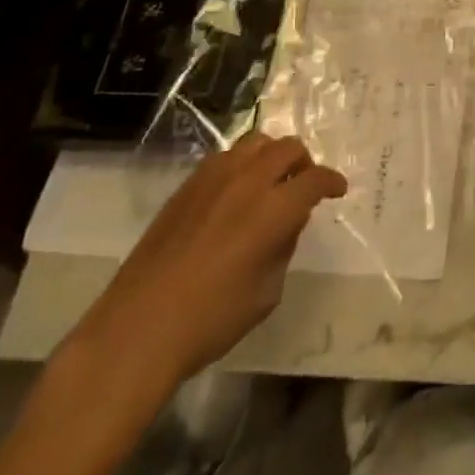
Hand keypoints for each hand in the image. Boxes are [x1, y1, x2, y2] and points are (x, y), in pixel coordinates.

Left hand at [72, 134, 346, 390]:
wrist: (136, 332)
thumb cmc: (210, 321)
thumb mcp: (266, 292)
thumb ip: (284, 247)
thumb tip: (287, 223)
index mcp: (274, 209)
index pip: (315, 179)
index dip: (332, 182)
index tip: (337, 191)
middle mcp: (248, 182)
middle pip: (287, 148)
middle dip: (304, 162)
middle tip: (303, 185)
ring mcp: (213, 179)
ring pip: (255, 142)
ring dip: (271, 155)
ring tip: (270, 180)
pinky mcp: (186, 187)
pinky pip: (224, 157)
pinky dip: (241, 164)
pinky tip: (235, 191)